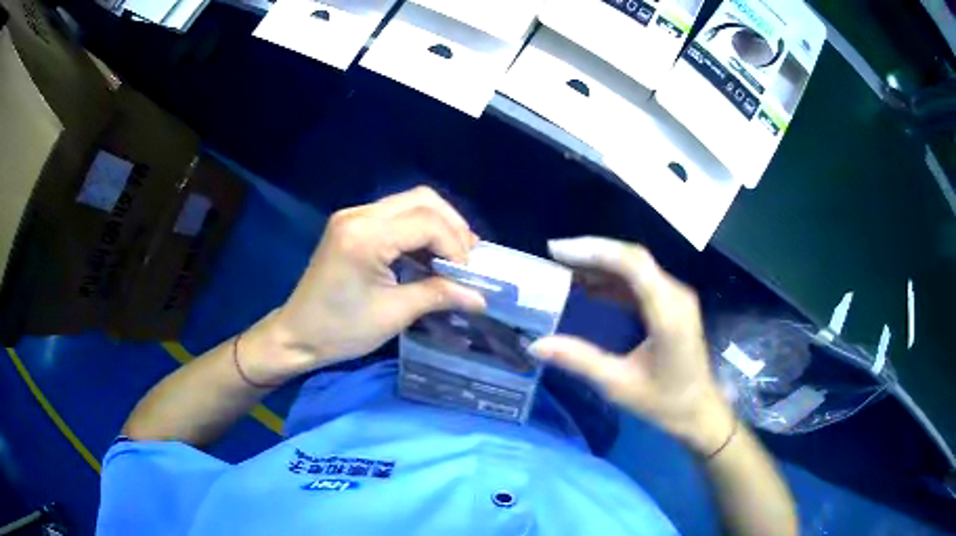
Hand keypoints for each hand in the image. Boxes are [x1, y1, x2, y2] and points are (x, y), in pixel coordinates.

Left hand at [243, 187, 486, 384]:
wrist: (297, 334)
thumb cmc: (341, 331)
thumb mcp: (394, 314)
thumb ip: (439, 295)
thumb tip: (481, 297)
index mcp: (365, 236)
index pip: (427, 222)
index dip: (455, 246)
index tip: (467, 277)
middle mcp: (358, 214)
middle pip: (422, 200)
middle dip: (452, 226)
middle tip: (466, 259)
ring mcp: (352, 216)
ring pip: (410, 202)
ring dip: (437, 225)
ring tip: (454, 256)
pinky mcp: (351, 224)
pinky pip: (395, 214)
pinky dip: (418, 229)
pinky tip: (429, 253)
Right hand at [529, 237, 734, 454]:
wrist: (699, 411)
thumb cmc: (664, 402)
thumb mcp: (619, 385)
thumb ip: (579, 360)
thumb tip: (535, 345)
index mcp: (668, 312)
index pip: (632, 264)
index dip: (594, 251)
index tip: (556, 251)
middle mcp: (676, 295)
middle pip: (633, 258)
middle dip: (592, 252)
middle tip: (554, 256)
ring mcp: (676, 297)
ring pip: (636, 267)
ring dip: (601, 264)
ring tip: (564, 269)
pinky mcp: (672, 304)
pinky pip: (640, 281)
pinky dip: (612, 280)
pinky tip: (589, 287)